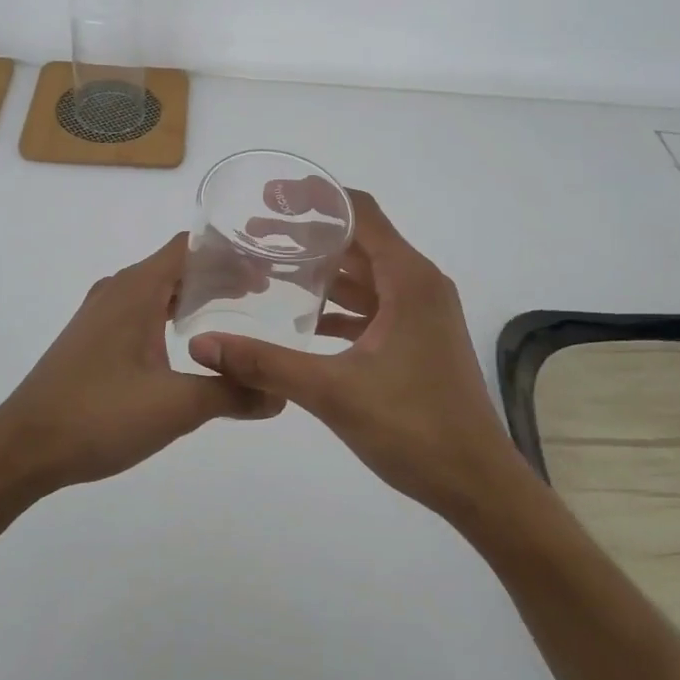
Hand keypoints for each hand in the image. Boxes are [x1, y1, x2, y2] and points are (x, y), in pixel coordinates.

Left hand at [0, 233, 283, 497]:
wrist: (23, 448)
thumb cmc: (99, 416)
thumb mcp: (176, 407)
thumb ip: (232, 393)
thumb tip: (279, 393)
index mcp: (136, 288)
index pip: (189, 246)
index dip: (230, 252)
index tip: (267, 267)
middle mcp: (117, 289)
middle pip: (176, 265)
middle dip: (219, 276)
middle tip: (265, 296)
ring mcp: (99, 313)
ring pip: (157, 289)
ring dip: (194, 297)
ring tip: (235, 316)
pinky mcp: (90, 338)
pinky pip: (140, 310)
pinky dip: (170, 315)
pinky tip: (188, 345)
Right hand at [187, 188, 534, 524]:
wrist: (477, 484)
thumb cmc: (415, 429)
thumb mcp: (333, 392)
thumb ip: (265, 364)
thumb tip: (202, 345)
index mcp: (408, 280)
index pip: (360, 213)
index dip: (315, 197)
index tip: (269, 195)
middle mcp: (418, 285)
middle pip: (359, 240)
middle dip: (307, 233)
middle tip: (253, 233)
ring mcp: (420, 313)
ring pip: (364, 275)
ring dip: (321, 270)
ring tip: (266, 268)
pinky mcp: (417, 339)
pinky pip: (372, 306)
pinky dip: (338, 304)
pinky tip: (300, 315)